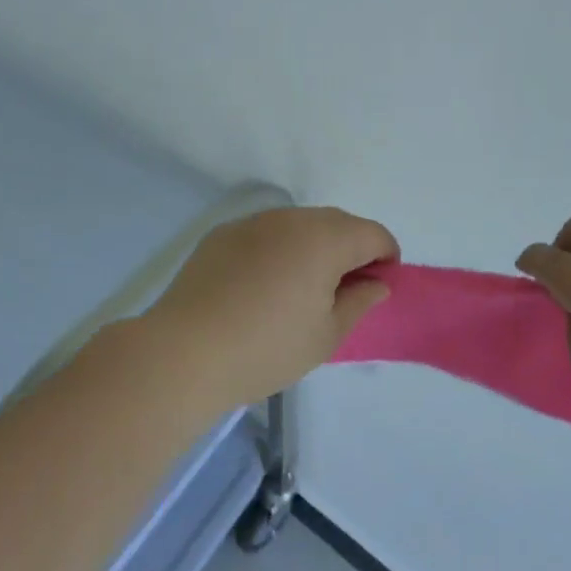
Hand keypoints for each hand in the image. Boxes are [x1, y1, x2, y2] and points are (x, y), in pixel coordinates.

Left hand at [139, 206, 398, 408]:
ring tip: (300, 289)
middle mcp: (292, 218)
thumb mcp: (326, 336)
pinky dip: (277, 250)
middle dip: (351, 249)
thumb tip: (376, 283)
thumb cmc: (267, 348)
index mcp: (325, 239)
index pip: (373, 234)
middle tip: (343, 291)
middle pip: (337, 223)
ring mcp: (253, 222)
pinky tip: (260, 287)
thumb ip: (359, 302)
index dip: (386, 258)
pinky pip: (265, 233)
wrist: (183, 352)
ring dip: (313, 247)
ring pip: (299, 225)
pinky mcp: (222, 234)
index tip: (379, 287)